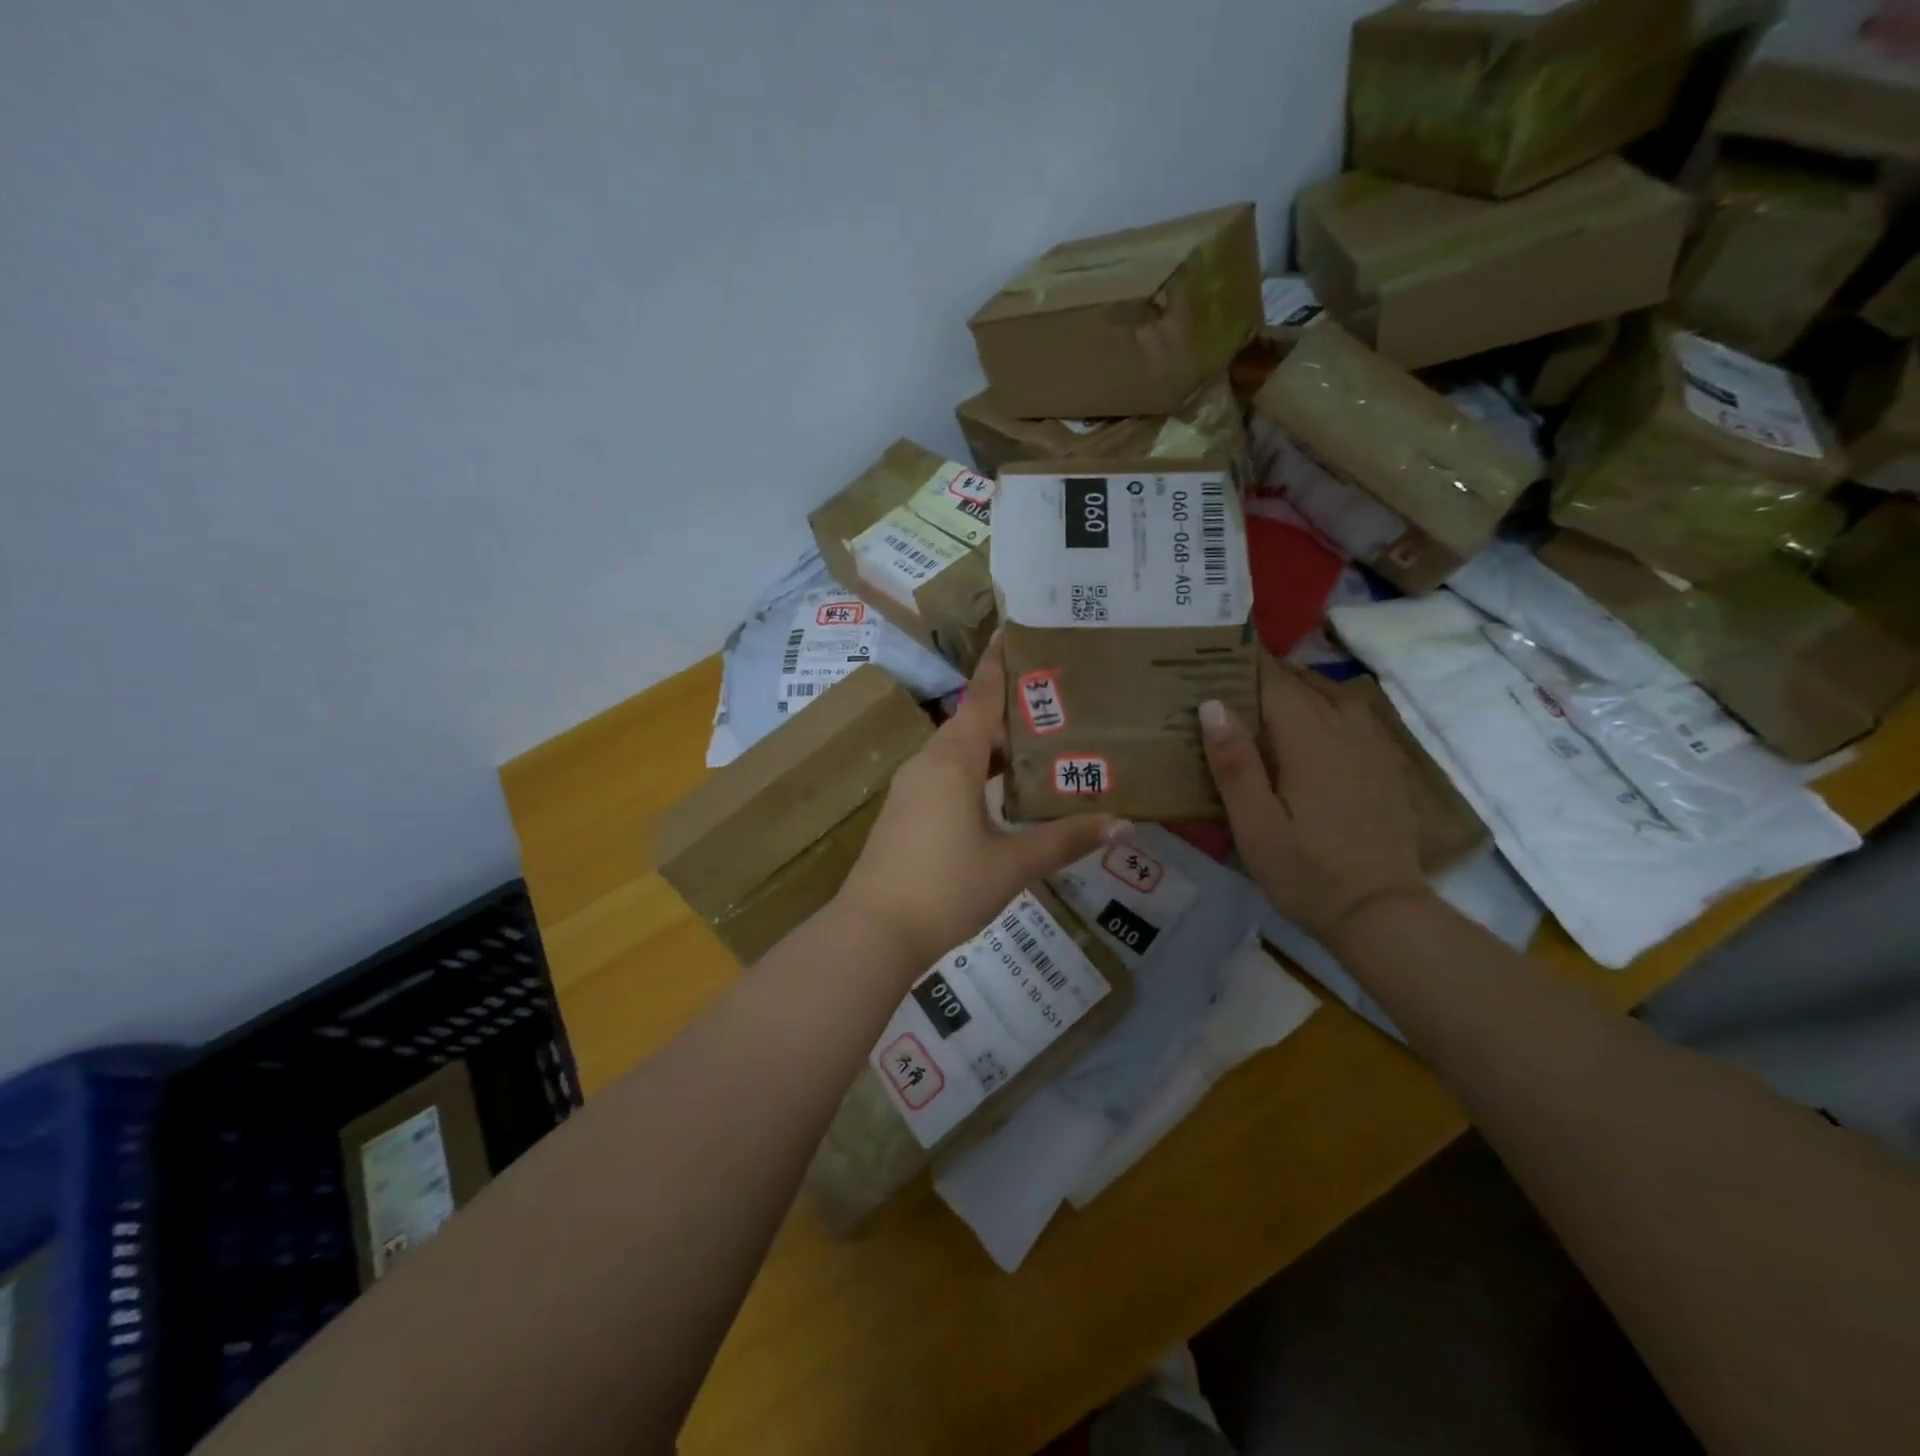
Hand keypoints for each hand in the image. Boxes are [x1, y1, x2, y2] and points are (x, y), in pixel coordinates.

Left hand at [836, 638, 1125, 974]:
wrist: (874, 931)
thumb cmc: (946, 888)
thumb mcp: (1012, 865)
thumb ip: (1065, 840)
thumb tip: (1121, 824)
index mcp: (953, 761)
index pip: (980, 698)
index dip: (999, 665)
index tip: (1014, 631)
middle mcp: (928, 763)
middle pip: (971, 722)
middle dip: (1009, 710)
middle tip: (1056, 701)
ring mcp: (911, 787)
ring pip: (957, 751)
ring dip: (993, 745)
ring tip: (1038, 745)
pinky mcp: (905, 811)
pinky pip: (945, 773)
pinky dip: (975, 770)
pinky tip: (1001, 791)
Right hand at [1199, 654, 1428, 945]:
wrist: (1381, 912)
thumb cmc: (1307, 872)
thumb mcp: (1254, 825)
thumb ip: (1234, 763)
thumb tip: (1212, 704)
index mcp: (1310, 742)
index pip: (1276, 683)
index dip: (1247, 663)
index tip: (1218, 650)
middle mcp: (1346, 733)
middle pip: (1306, 685)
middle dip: (1269, 674)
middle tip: (1230, 676)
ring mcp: (1373, 749)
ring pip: (1337, 697)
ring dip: (1303, 688)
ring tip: (1271, 696)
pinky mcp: (1387, 768)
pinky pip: (1358, 718)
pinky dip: (1332, 707)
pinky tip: (1318, 726)